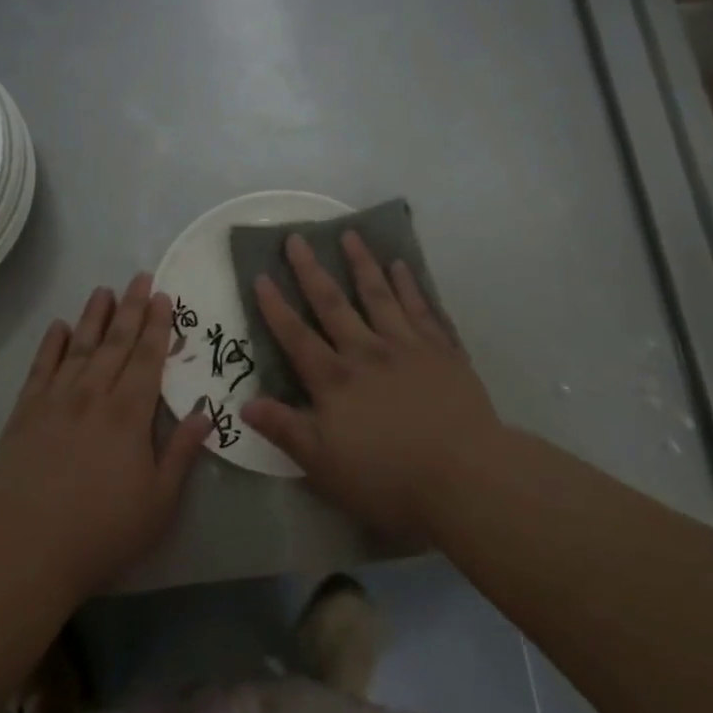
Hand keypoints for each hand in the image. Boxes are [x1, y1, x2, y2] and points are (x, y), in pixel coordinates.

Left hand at [0, 275, 212, 601]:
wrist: (29, 548)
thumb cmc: (104, 530)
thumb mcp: (159, 501)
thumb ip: (181, 452)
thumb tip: (204, 412)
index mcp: (129, 414)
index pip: (148, 358)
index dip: (158, 325)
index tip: (163, 297)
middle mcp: (93, 395)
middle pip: (116, 343)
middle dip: (131, 308)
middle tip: (140, 277)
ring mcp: (55, 400)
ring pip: (78, 347)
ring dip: (93, 317)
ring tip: (103, 290)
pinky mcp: (24, 413)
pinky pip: (40, 368)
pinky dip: (50, 345)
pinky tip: (58, 327)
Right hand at [241, 232, 501, 538]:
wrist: (467, 477)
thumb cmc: (389, 478)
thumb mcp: (324, 464)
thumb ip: (285, 429)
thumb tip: (245, 401)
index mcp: (335, 380)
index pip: (296, 336)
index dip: (276, 307)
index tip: (261, 276)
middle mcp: (367, 353)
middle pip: (333, 304)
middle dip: (312, 270)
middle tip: (297, 238)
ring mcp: (408, 347)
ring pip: (379, 296)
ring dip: (362, 264)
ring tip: (351, 235)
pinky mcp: (444, 352)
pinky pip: (422, 309)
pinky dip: (410, 286)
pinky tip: (402, 267)